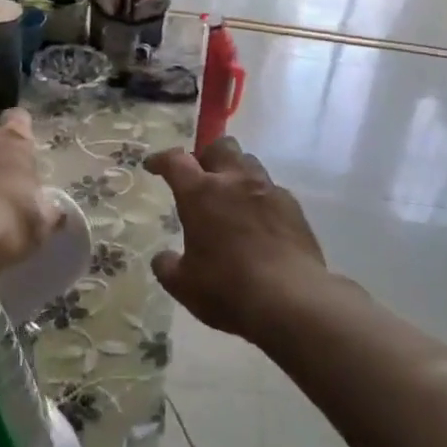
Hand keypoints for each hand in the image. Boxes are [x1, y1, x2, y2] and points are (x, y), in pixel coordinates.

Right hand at [146, 137, 327, 337]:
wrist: (290, 299)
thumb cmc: (227, 288)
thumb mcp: (184, 285)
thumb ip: (167, 266)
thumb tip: (163, 258)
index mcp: (201, 193)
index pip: (176, 160)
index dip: (162, 160)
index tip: (154, 165)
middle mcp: (235, 181)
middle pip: (220, 146)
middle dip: (206, 156)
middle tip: (200, 178)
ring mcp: (267, 190)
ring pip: (249, 162)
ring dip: (235, 172)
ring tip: (231, 196)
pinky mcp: (293, 205)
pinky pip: (271, 189)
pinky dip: (259, 197)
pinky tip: (258, 220)